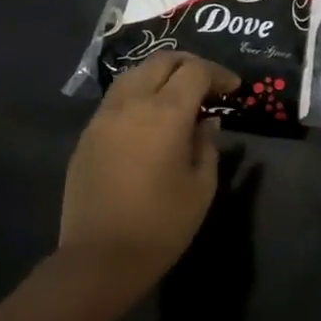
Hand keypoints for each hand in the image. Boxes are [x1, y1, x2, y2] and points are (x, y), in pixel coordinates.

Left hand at [57, 52, 238, 302]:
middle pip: (162, 61)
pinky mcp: (87, 135)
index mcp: (165, 114)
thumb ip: (206, 145)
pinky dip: (139, 94)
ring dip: (161, 75)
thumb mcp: (201, 186)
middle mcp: (131, 104)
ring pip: (134, 74)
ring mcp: (104, 117)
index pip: (195, 72)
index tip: (233, 90)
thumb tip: (206, 123)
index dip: (218, 74)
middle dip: (190, 65)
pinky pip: (117, 98)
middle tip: (209, 84)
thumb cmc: (161, 225)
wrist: (99, 259)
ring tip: (179, 95)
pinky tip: (150, 117)